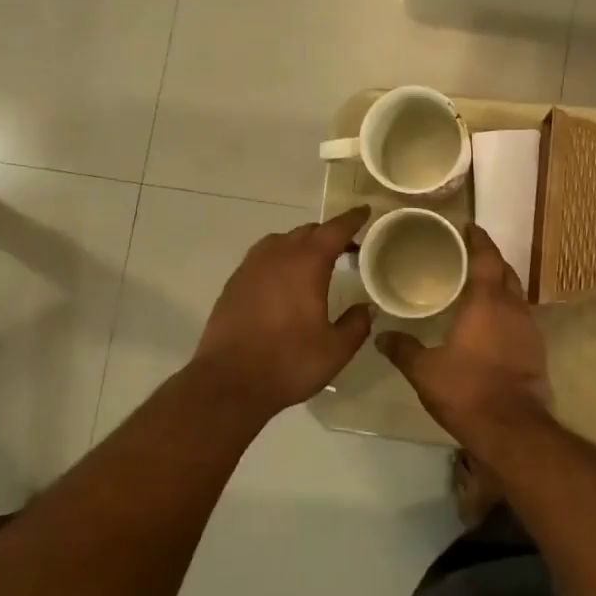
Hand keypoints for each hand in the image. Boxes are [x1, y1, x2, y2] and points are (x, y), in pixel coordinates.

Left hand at [192, 206, 373, 423]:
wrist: (228, 383)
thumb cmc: (288, 363)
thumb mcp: (336, 350)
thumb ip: (356, 324)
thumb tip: (366, 308)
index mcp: (307, 264)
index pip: (334, 230)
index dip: (352, 219)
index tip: (364, 211)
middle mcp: (277, 256)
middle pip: (307, 232)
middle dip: (328, 235)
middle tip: (347, 248)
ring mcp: (250, 268)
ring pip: (281, 241)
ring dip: (301, 245)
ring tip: (315, 263)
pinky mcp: (233, 284)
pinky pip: (262, 258)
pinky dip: (280, 259)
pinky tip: (284, 282)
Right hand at [377, 225, 549, 437]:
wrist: (511, 428)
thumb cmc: (466, 390)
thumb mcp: (425, 370)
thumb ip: (403, 349)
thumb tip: (381, 336)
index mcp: (487, 301)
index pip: (487, 257)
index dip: (478, 239)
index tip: (469, 226)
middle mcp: (513, 307)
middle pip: (505, 271)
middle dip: (490, 259)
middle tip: (469, 255)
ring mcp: (529, 329)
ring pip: (516, 295)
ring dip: (501, 285)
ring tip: (478, 287)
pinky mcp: (536, 350)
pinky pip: (520, 318)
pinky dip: (506, 310)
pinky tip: (491, 323)